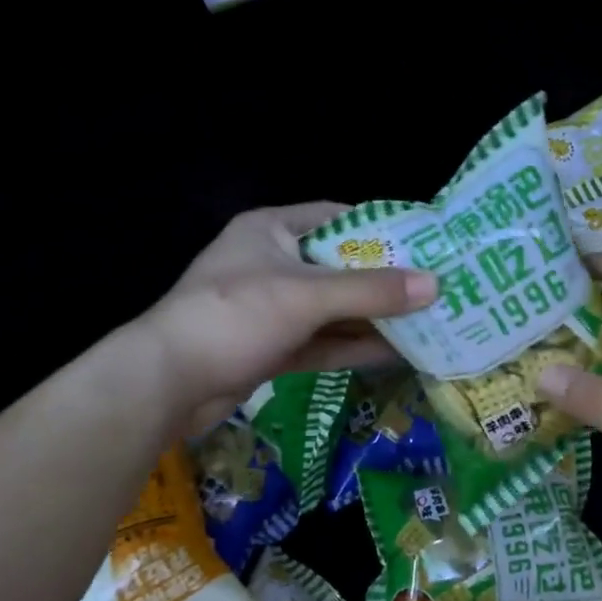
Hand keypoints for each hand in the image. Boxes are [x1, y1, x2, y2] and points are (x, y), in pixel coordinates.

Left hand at [141, 204, 435, 431]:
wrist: (166, 383)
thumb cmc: (234, 316)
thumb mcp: (306, 296)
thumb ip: (370, 291)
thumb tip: (435, 285)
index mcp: (272, 230)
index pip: (336, 217)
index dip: (379, 228)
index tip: (422, 242)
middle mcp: (272, 264)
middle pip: (339, 267)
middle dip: (384, 281)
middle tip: (434, 287)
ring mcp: (271, 309)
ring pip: (332, 310)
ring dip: (373, 318)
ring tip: (427, 323)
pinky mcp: (271, 348)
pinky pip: (322, 342)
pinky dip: (353, 347)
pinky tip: (395, 353)